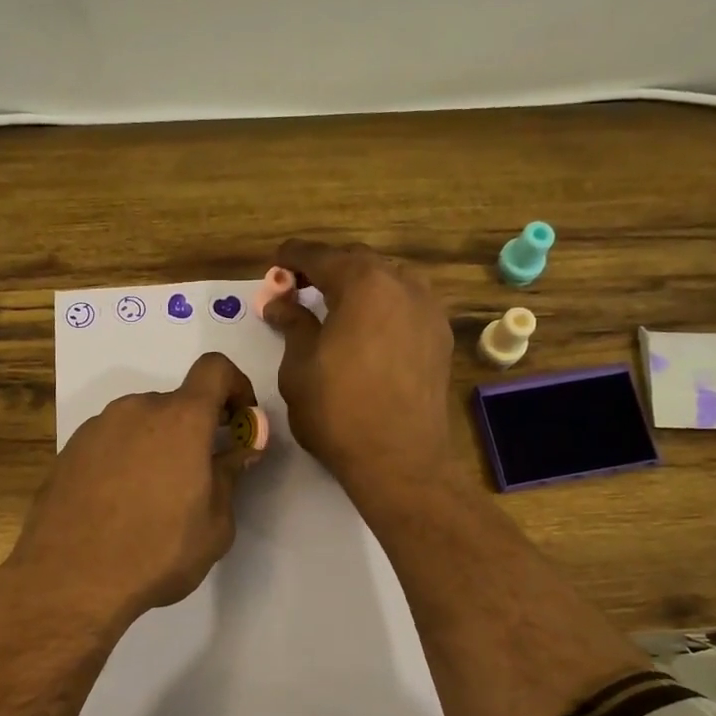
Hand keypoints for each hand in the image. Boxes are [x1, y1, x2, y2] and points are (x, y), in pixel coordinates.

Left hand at [11, 353, 259, 624]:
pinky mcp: (69, 452)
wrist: (70, 580)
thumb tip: (241, 450)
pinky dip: (125, 460)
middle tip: (199, 477)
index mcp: (180, 419)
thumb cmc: (158, 552)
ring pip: (140, 424)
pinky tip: (119, 506)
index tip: (240, 420)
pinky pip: (111, 443)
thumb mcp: (215, 525)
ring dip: (158, 446)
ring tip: (154, 499)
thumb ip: (230, 476)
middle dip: (195, 431)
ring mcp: (96, 428)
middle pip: (176, 403)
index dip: (236, 385)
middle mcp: (136, 410)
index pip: (215, 370)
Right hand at [262, 242, 455, 500]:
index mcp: (363, 283)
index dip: (294, 257)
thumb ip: (292, 325)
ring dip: (359, 284)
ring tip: (336, 304)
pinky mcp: (440, 338)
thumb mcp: (299, 367)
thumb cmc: (338, 412)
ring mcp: (428, 310)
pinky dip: (383, 305)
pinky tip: (369, 327)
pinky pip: (407, 305)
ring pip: (389, 280)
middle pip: (359, 262)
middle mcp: (402, 284)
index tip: (276, 262)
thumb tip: (280, 303)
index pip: (321, 256)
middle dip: (327, 268)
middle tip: (299, 286)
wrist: (399, 459)